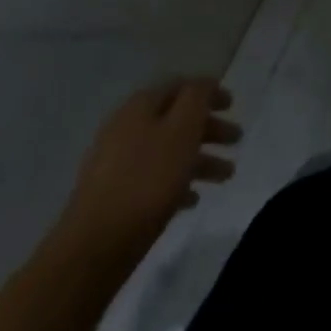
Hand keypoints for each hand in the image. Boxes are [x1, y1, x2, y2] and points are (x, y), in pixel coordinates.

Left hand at [54, 78, 239, 262]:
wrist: (94, 247)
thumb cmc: (147, 181)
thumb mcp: (182, 129)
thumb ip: (197, 98)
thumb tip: (203, 83)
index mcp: (141, 106)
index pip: (182, 86)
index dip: (209, 92)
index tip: (233, 105)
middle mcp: (126, 128)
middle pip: (176, 119)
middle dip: (209, 128)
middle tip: (236, 140)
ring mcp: (116, 163)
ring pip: (168, 151)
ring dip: (199, 158)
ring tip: (226, 175)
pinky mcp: (113, 195)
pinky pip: (153, 179)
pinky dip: (177, 182)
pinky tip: (193, 199)